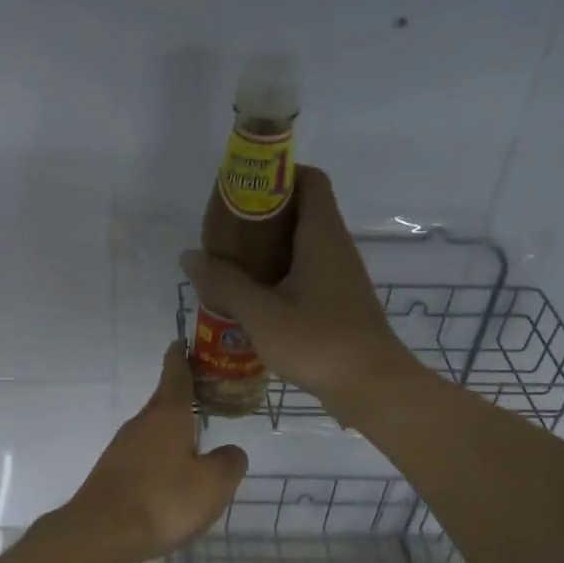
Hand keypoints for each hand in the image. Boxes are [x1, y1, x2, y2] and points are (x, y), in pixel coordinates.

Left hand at [58, 344, 248, 562]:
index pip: (175, 375)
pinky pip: (142, 456)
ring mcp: (121, 449)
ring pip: (152, 431)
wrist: (102, 533)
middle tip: (203, 395)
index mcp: (167, 415)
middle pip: (163, 402)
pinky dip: (159, 457)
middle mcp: (141, 424)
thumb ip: (229, 463)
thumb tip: (229, 452)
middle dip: (181, 397)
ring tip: (193, 442)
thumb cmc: (163, 500)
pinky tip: (170, 479)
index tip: (181, 341)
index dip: (181, 358)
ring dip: (171, 431)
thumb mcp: (213, 484)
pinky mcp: (111, 473)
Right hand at [181, 165, 422, 427]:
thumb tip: (190, 257)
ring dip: (268, 249)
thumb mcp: (261, 314)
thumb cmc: (319, 342)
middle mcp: (335, 248)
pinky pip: (305, 273)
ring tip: (230, 263)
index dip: (278, 174)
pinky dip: (279, 275)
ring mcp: (340, 277)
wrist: (373, 388)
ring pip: (301, 245)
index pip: (309, 180)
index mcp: (322, 236)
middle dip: (262, 215)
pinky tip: (252, 298)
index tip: (243, 189)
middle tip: (225, 230)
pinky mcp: (338, 303)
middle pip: (301, 211)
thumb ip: (224, 283)